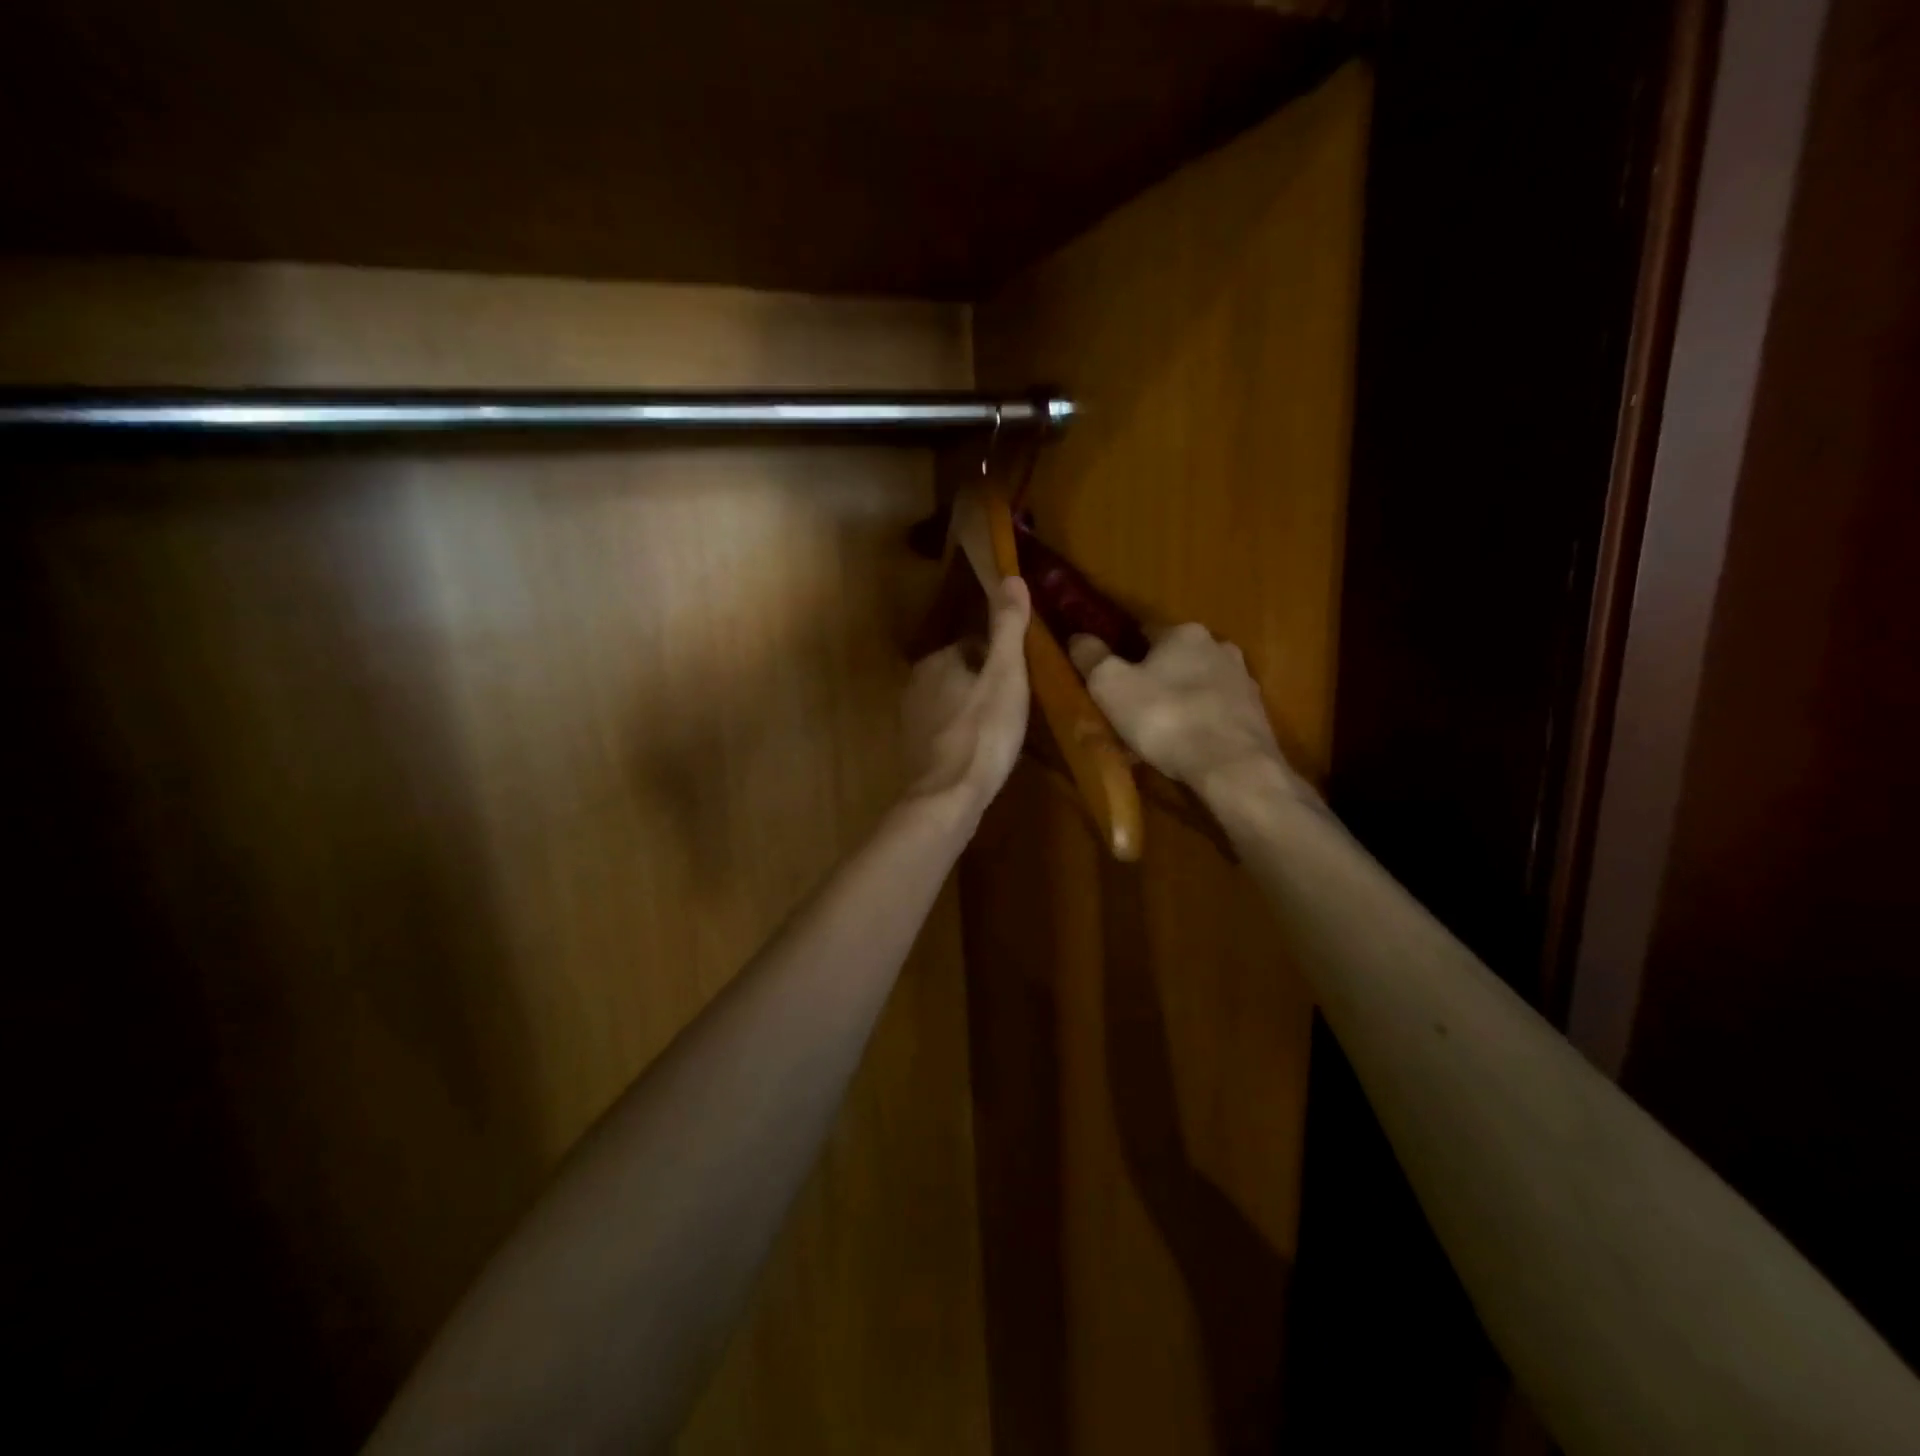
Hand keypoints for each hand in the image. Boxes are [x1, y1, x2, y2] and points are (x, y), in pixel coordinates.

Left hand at [902, 578, 1031, 813]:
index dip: (1000, 659)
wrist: (949, 796)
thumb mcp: (1006, 674)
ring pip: (950, 702)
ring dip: (971, 709)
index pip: (973, 645)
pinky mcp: (913, 751)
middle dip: (984, 684)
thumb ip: (1008, 627)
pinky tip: (980, 752)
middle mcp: (916, 684)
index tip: (1020, 679)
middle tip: (1015, 706)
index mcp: (937, 660)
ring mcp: (911, 719)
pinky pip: (943, 730)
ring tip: (1001, 729)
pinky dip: (960, 734)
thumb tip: (1011, 575)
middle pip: (960, 673)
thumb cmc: (984, 731)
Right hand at [1068, 623, 1289, 794]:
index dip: (1124, 650)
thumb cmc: (1165, 717)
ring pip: (1198, 685)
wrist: (1232, 766)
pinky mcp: (1256, 716)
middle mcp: (1219, 647)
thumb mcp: (1111, 686)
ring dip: (1179, 700)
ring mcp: (1243, 682)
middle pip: (1176, 657)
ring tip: (1157, 731)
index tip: (1110, 673)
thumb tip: (1078, 636)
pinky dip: (1199, 723)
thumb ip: (1092, 657)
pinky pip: (1216, 713)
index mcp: (1184, 633)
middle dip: (1155, 676)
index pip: (1146, 630)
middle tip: (1132, 705)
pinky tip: (1185, 746)